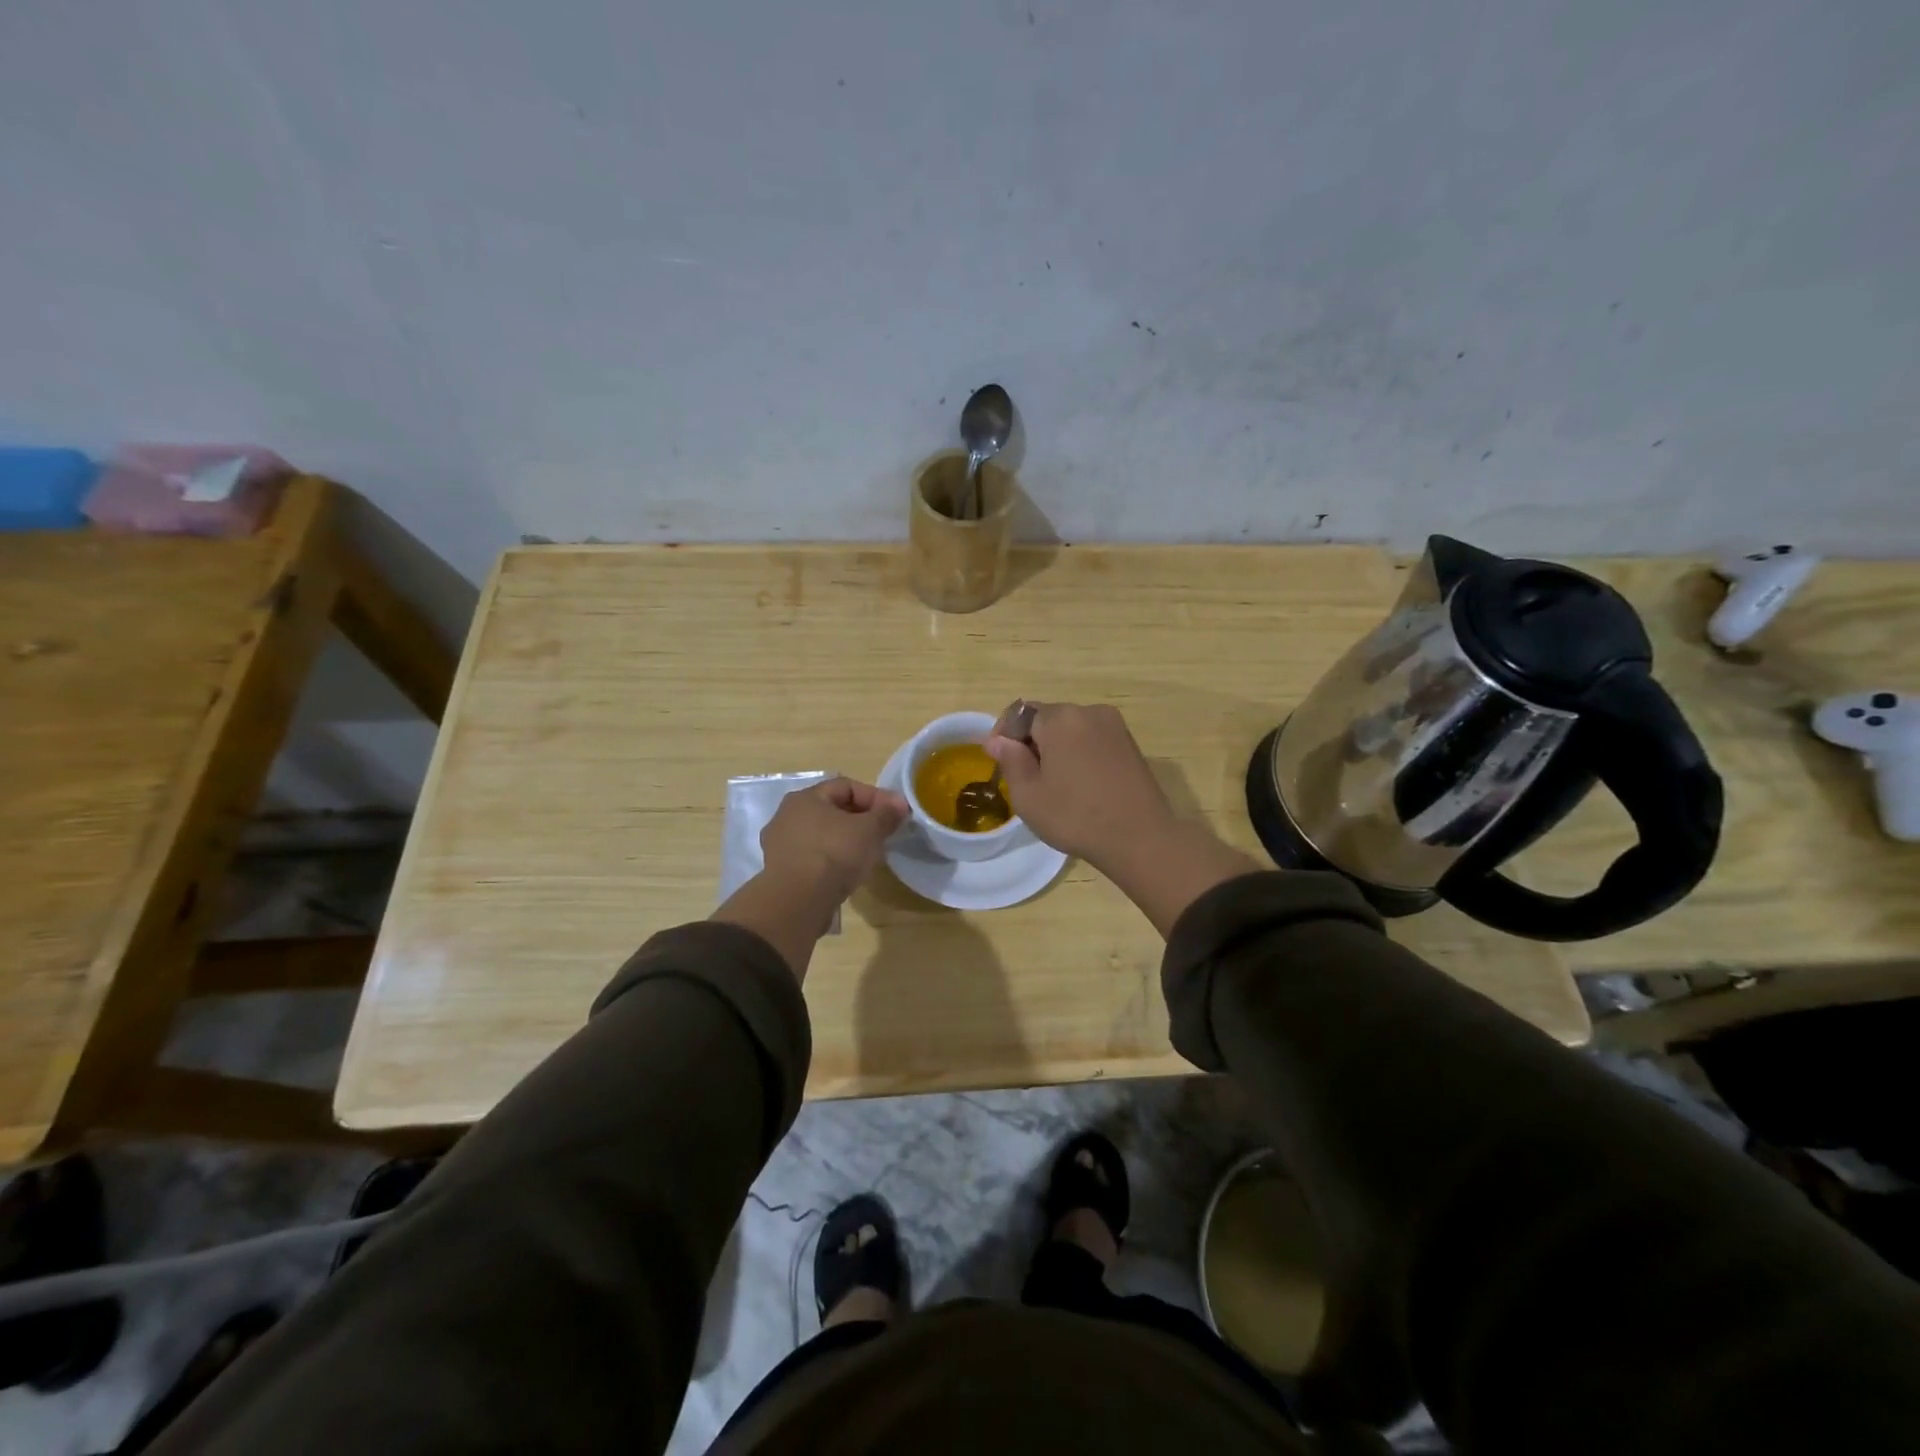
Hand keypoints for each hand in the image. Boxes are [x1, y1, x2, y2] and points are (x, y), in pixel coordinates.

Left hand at [716, 777, 907, 980]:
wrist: (797, 903)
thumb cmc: (834, 854)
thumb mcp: (868, 830)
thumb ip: (886, 814)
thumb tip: (900, 803)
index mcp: (805, 798)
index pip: (846, 786)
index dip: (875, 796)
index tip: (897, 813)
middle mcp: (788, 816)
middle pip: (833, 810)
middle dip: (862, 820)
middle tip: (884, 834)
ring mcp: (781, 846)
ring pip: (823, 836)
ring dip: (847, 842)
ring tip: (868, 856)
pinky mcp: (783, 873)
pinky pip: (815, 858)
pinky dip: (833, 862)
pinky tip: (848, 874)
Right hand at [986, 702, 1262, 936]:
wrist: (1140, 838)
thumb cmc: (1076, 817)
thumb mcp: (1028, 795)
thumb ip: (1010, 760)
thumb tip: (998, 740)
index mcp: (1060, 718)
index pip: (1020, 713)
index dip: (1004, 734)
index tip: (998, 760)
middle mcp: (1088, 711)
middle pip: (1047, 719)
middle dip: (1031, 742)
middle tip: (1026, 778)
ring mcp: (1114, 726)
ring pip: (1071, 729)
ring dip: (1056, 748)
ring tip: (1054, 784)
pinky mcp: (1130, 744)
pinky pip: (1092, 740)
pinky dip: (1079, 754)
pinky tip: (1080, 784)